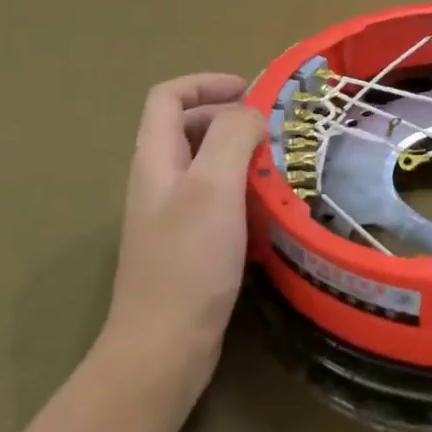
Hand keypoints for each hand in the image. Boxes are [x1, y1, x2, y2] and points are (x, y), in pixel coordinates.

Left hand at [102, 73, 265, 392]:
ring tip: (275, 166)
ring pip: (204, 164)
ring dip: (239, 154)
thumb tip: (250, 114)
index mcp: (155, 159)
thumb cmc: (188, 261)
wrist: (163, 348)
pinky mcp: (187, 244)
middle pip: (187, 126)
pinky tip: (266, 209)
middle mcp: (158, 180)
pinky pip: (214, 198)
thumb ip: (231, 137)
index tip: (249, 91)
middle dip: (228, 118)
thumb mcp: (214, 187)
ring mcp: (170, 215)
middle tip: (270, 131)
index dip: (206, 83)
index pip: (168, 97)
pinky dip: (240, 190)